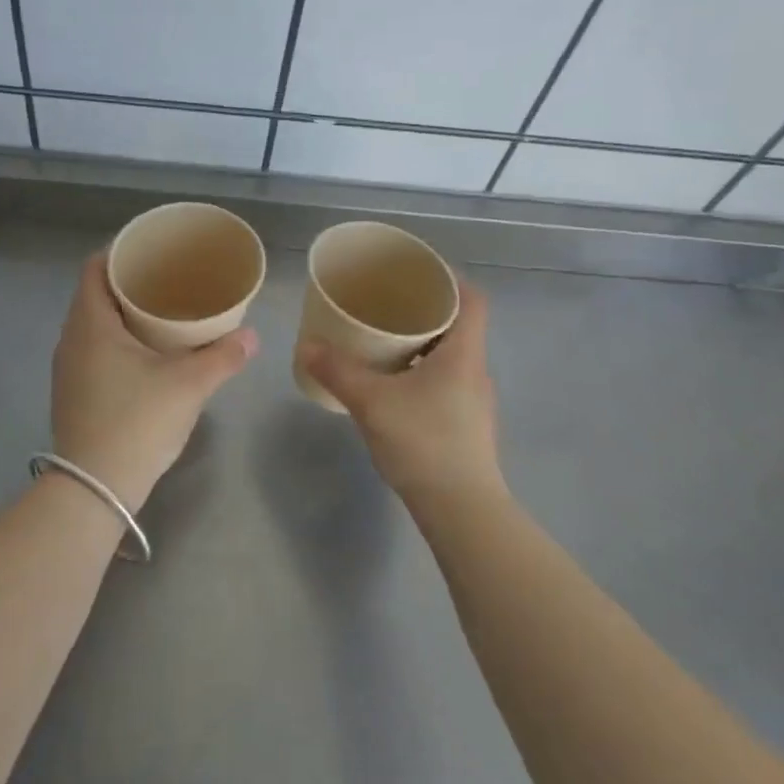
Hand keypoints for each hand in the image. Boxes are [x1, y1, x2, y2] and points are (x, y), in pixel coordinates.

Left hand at [50, 253, 256, 511]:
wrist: (94, 488)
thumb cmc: (137, 422)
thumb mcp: (188, 385)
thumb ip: (223, 356)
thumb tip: (252, 336)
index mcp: (90, 323)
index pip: (95, 267)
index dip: (121, 252)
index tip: (153, 251)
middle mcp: (71, 339)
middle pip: (95, 293)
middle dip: (129, 283)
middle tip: (168, 280)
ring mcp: (68, 368)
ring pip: (94, 324)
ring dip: (123, 314)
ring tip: (162, 313)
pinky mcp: (73, 392)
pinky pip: (93, 348)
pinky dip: (117, 339)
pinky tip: (146, 353)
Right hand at [295, 281, 505, 509]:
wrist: (461, 510)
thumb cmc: (423, 443)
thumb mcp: (372, 402)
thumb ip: (338, 371)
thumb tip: (307, 345)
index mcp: (464, 354)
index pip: (472, 299)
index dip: (450, 279)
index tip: (418, 273)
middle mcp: (476, 371)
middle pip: (459, 325)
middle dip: (425, 311)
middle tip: (388, 305)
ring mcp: (475, 401)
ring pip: (451, 356)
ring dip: (422, 344)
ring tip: (384, 342)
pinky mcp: (467, 425)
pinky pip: (446, 382)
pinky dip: (422, 373)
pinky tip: (393, 386)